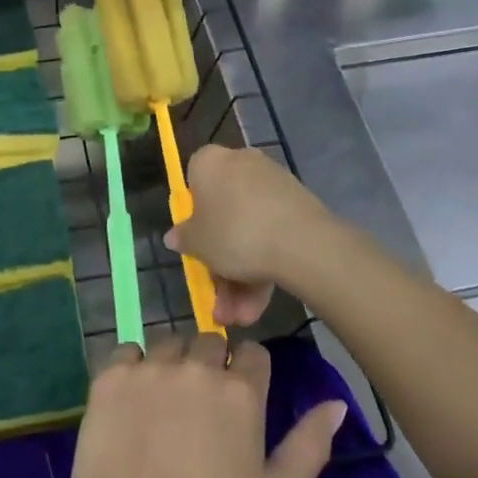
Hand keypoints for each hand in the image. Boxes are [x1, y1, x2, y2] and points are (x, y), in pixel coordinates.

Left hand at [64, 335, 345, 477]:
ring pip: (168, 343)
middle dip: (209, 364)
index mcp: (240, 391)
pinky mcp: (112, 374)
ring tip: (163, 402)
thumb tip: (336, 403)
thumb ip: (309, 445)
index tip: (239, 400)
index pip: (253, 353)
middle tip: (199, 406)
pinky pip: (127, 352)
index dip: (248, 372)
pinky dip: (132, 368)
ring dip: (172, 363)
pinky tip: (132, 399)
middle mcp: (197, 365)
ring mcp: (151, 366)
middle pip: (209, 342)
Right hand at [167, 146, 338, 324]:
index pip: (193, 180)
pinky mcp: (298, 204)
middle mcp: (241, 163)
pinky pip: (272, 232)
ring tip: (242, 316)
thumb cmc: (234, 233)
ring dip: (242, 276)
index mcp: (210, 161)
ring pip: (249, 230)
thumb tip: (175, 236)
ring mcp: (273, 183)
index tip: (196, 244)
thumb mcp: (197, 243)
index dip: (193, 215)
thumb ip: (183, 238)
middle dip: (221, 263)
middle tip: (220, 300)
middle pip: (224, 214)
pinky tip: (260, 303)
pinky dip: (265, 264)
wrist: (302, 242)